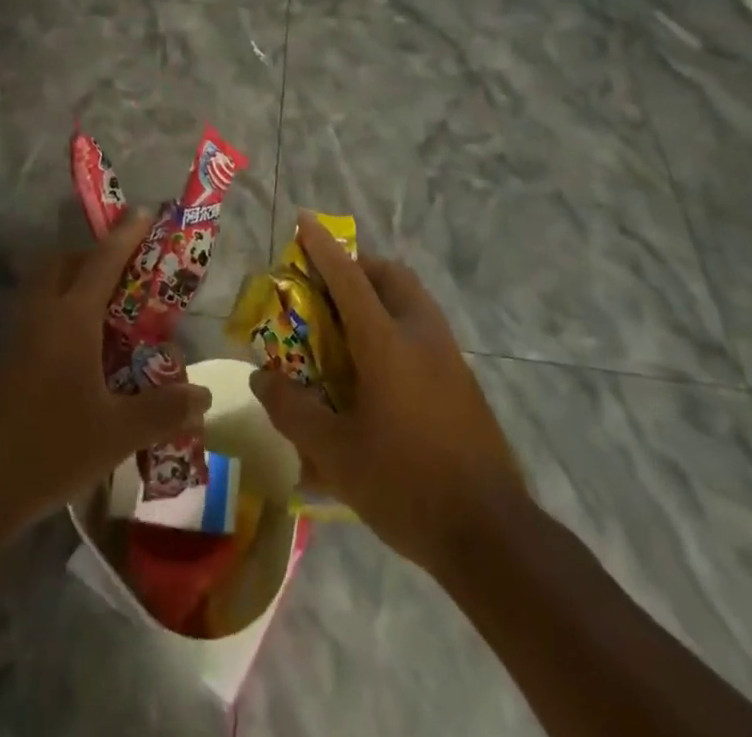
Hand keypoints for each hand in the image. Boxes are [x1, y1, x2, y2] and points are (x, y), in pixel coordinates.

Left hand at [0, 211, 211, 558]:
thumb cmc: (47, 450)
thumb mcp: (116, 434)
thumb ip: (163, 410)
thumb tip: (204, 395)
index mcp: (70, 318)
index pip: (103, 261)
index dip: (126, 234)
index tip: (144, 210)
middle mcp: (40, 316)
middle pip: (62, 265)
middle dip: (91, 256)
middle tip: (124, 272)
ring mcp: (15, 339)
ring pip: (44, 291)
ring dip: (72, 286)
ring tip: (107, 314)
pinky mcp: (1, 365)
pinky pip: (35, 321)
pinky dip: (59, 319)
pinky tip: (79, 358)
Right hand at [251, 214, 529, 571]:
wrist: (491, 533)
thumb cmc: (405, 485)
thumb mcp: (335, 454)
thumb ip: (293, 410)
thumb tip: (260, 378)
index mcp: (386, 343)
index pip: (349, 278)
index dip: (323, 246)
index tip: (305, 219)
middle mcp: (421, 335)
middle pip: (391, 276)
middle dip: (358, 265)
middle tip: (327, 283)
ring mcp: (449, 356)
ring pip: (413, 299)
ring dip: (381, 291)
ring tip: (349, 322)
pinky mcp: (463, 380)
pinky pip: (424, 327)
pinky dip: (397, 321)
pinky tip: (380, 366)